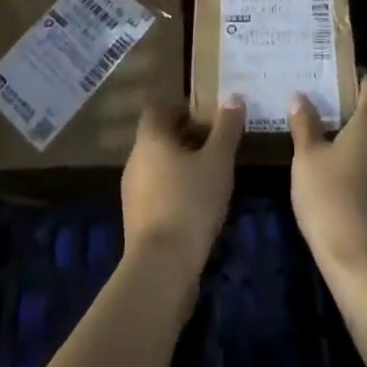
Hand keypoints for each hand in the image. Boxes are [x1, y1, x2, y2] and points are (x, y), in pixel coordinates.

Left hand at [121, 99, 243, 278]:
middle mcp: (135, 159)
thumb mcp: (218, 162)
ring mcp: (132, 192)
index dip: (180, 108)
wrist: (161, 269)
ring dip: (180, 167)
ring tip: (210, 177)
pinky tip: (197, 208)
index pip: (158, 108)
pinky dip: (174, 192)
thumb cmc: (190, 203)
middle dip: (185, 138)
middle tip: (215, 146)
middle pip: (159, 137)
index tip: (205, 118)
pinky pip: (156, 193)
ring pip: (157, 166)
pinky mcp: (136, 221)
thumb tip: (233, 96)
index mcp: (150, 138)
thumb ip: (226, 128)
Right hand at [288, 75, 366, 277]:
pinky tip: (349, 182)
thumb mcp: (307, 158)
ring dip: (364, 145)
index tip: (336, 78)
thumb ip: (305, 124)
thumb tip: (300, 96)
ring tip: (334, 146)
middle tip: (327, 112)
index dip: (357, 79)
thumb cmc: (332, 199)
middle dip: (356, 113)